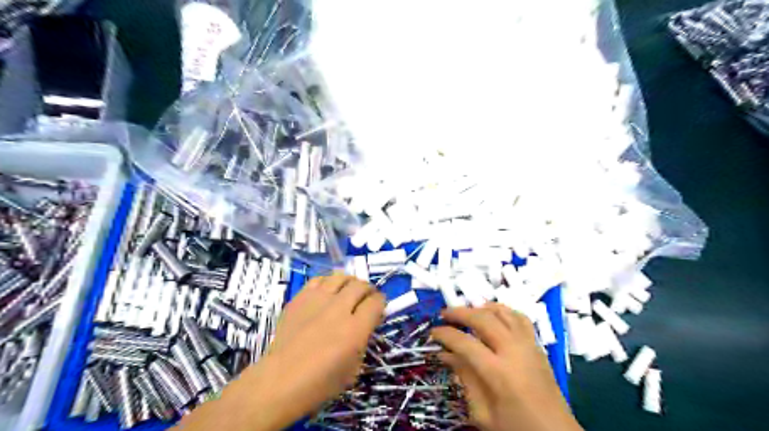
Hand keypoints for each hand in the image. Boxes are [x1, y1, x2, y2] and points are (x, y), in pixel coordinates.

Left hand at [266, 273, 387, 409]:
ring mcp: (318, 300)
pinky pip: (318, 279)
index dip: (381, 302)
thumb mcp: (353, 368)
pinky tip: (328, 291)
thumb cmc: (320, 383)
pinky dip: (328, 282)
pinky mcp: (300, 298)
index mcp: (355, 329)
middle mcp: (339, 309)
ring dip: (349, 282)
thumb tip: (365, 324)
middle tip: (366, 297)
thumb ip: (363, 341)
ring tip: (348, 290)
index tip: (378, 307)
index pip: (376, 302)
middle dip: (368, 290)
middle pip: (360, 286)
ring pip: (340, 277)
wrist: (281, 380)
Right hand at [431, 303, 582, 430]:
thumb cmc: (515, 429)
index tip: (432, 332)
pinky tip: (493, 315)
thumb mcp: (482, 413)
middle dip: (460, 312)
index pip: (465, 343)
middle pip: (483, 319)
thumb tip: (446, 355)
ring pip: (503, 312)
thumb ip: (464, 379)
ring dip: (481, 308)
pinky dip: (503, 311)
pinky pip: (519, 318)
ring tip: (467, 312)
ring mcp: (528, 345)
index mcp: (498, 373)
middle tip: (444, 314)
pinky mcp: (538, 346)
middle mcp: (514, 351)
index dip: (445, 334)